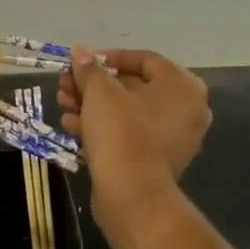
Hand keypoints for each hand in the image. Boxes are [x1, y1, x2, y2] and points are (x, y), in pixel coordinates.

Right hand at [58, 47, 210, 232]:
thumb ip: (89, 68)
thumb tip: (79, 51)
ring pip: (127, 111)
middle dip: (94, 84)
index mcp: (182, 86)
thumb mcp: (100, 93)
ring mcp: (174, 137)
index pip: (144, 59)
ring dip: (93, 105)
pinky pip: (130, 133)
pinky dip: (104, 127)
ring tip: (63, 104)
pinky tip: (72, 126)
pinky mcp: (157, 160)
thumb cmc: (122, 133)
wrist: (132, 197)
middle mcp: (186, 109)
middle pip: (133, 85)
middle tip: (65, 83)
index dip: (108, 57)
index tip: (81, 62)